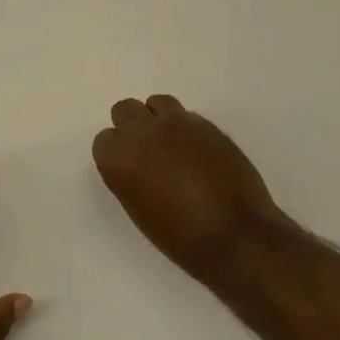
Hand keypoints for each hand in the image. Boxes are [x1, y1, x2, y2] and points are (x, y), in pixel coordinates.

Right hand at [92, 95, 288, 273]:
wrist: (235, 235)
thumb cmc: (180, 237)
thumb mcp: (139, 210)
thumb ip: (130, 178)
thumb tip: (138, 166)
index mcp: (120, 159)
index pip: (104, 140)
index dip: (116, 153)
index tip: (128, 168)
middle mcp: (144, 133)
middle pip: (125, 109)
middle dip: (132, 126)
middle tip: (147, 151)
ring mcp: (178, 124)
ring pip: (157, 102)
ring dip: (159, 119)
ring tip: (173, 144)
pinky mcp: (208, 125)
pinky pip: (187, 116)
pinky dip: (187, 129)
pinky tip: (198, 152)